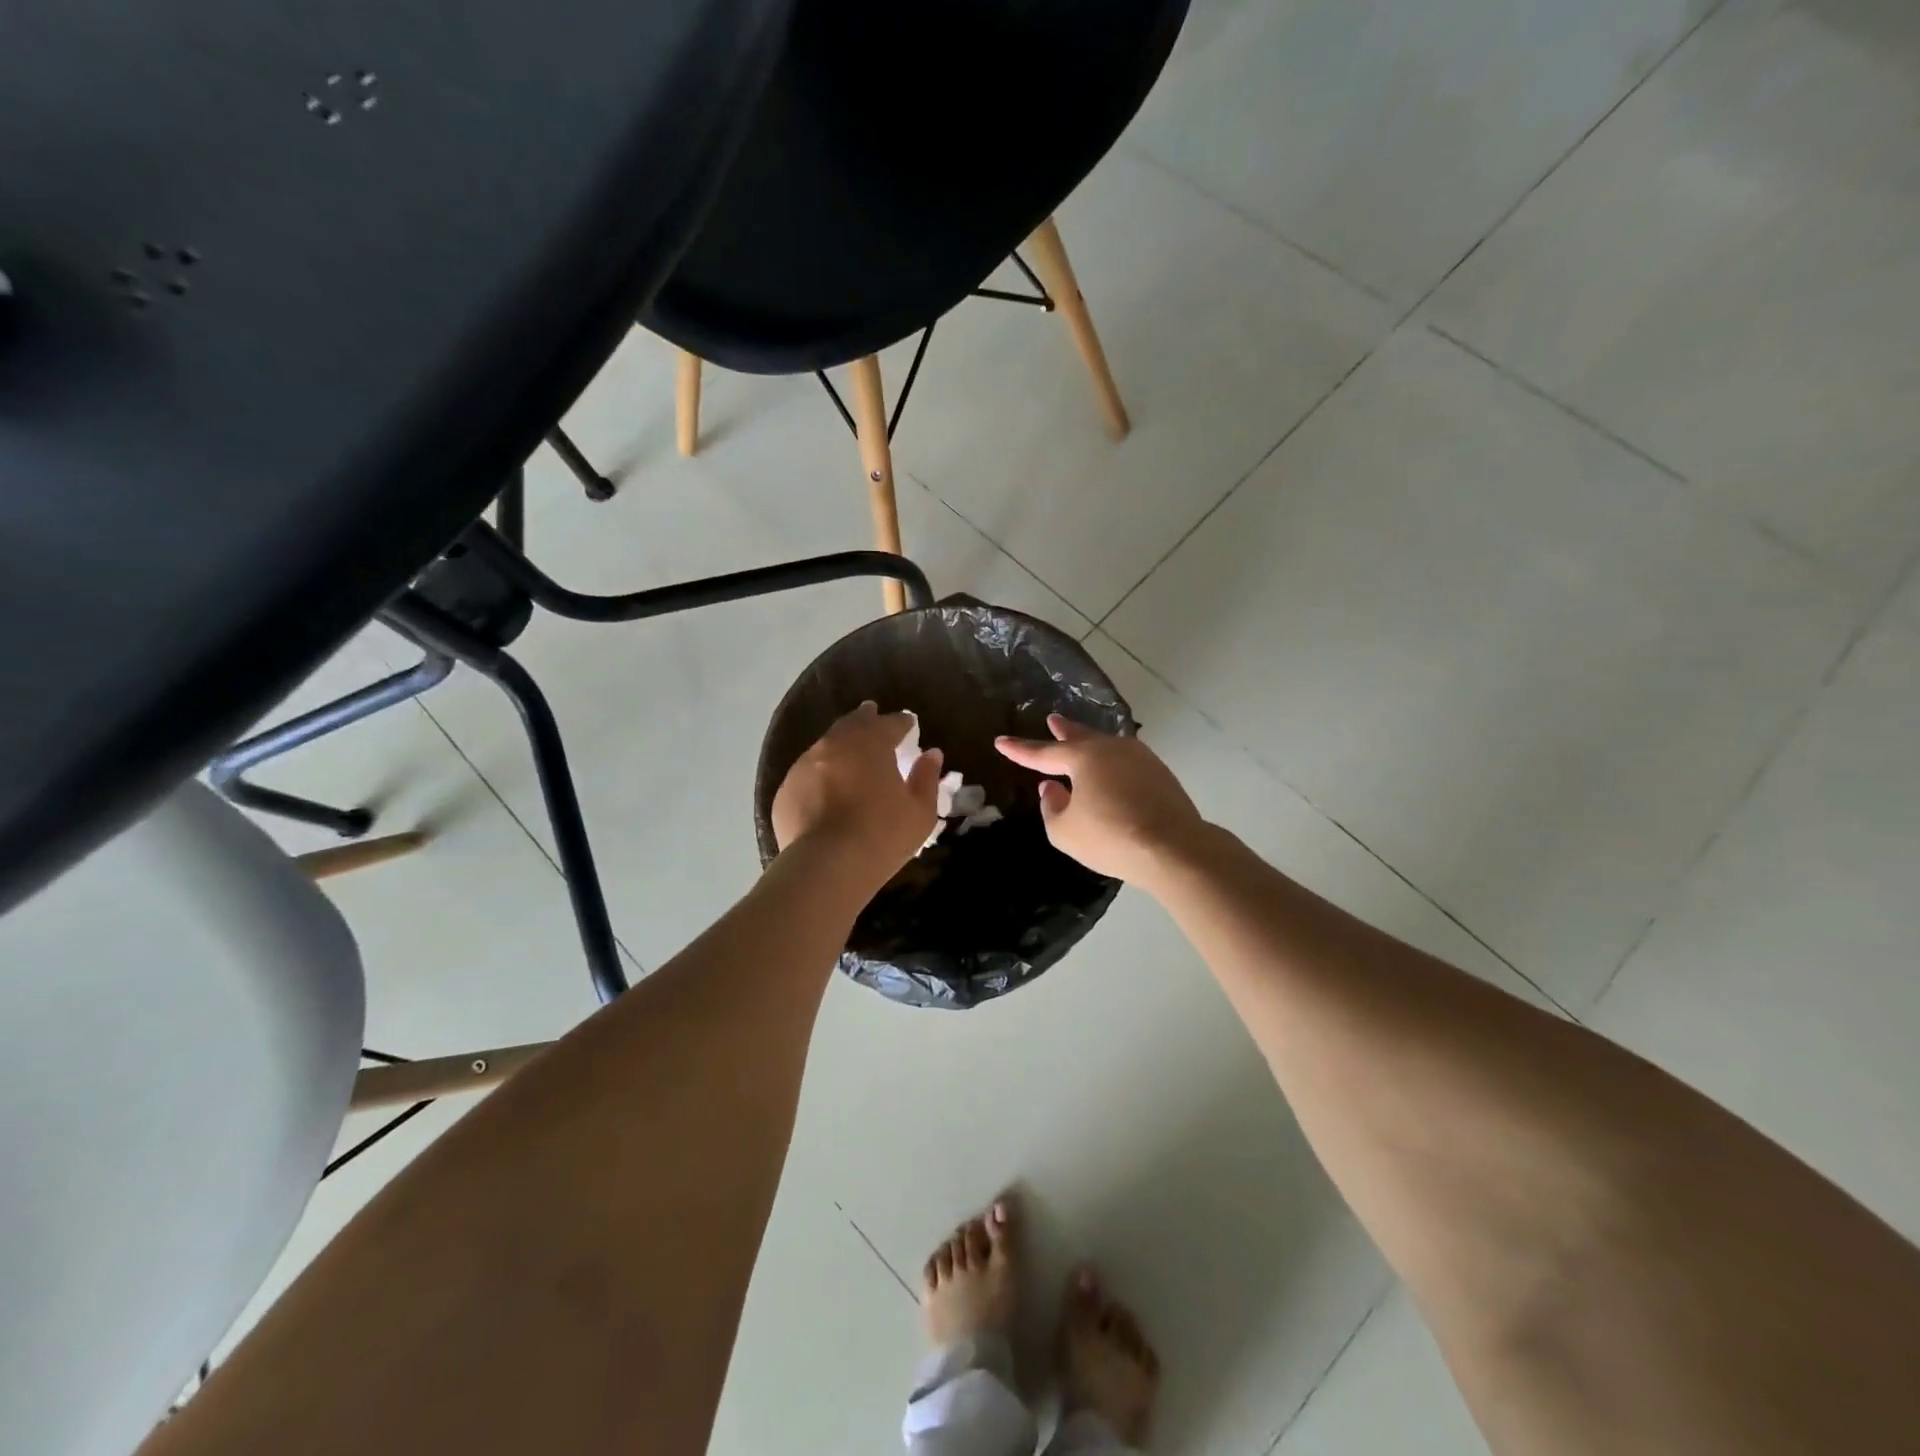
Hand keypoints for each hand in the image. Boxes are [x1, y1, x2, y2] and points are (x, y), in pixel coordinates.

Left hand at [773, 702, 942, 881]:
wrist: (825, 866)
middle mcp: (834, 745)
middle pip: (853, 723)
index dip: (902, 722)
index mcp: (871, 743)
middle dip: (866, 718)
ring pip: (826, 745)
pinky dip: (821, 772)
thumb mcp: (920, 812)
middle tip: (873, 714)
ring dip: (841, 744)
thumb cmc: (881, 836)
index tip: (910, 724)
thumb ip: (926, 778)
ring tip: (850, 751)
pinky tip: (826, 787)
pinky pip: (808, 773)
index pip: (891, 723)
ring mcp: (804, 765)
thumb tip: (932, 754)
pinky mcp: (785, 790)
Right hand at [995, 714, 1204, 882]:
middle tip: (1052, 719)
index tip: (1000, 741)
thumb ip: (1052, 807)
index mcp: (1083, 758)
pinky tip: (1112, 771)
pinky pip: (1126, 762)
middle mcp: (1111, 749)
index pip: (1042, 753)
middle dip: (1063, 730)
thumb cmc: (1110, 837)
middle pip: (1080, 737)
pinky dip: (1112, 764)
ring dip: (1090, 745)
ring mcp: (1140, 759)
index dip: (1019, 749)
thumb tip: (1053, 788)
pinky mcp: (1160, 774)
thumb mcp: (1065, 831)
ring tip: (1081, 744)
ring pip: (1107, 747)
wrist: (1174, 848)